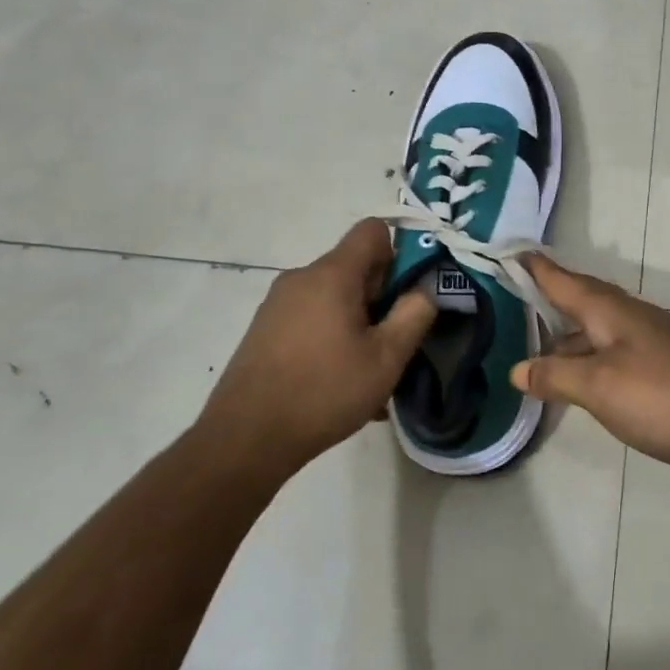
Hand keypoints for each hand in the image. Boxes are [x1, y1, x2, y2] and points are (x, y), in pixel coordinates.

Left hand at [200, 220, 436, 472]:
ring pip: (334, 296)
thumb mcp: (386, 357)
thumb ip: (415, 314)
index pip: (373, 230)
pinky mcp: (264, 329)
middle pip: (354, 266)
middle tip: (393, 341)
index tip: (407, 292)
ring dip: (358, 321)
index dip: (399, 252)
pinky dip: (332, 336)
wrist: (244, 439)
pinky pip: (312, 317)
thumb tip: (424, 289)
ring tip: (366, 370)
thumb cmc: (324, 392)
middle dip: (381, 296)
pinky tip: (338, 381)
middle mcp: (301, 277)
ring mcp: (278, 303)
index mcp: (332, 274)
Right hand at [509, 255, 669, 469]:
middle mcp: (628, 316)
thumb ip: (557, 375)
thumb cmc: (667, 395)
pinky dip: (587, 358)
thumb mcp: (601, 387)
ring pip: (596, 330)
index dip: (534, 267)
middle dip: (546, 299)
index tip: (507, 252)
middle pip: (579, 300)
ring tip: (533, 350)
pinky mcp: (663, 365)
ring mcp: (649, 340)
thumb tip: (517, 368)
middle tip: (509, 303)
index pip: (562, 279)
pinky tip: (581, 381)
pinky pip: (612, 351)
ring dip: (566, 335)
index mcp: (608, 310)